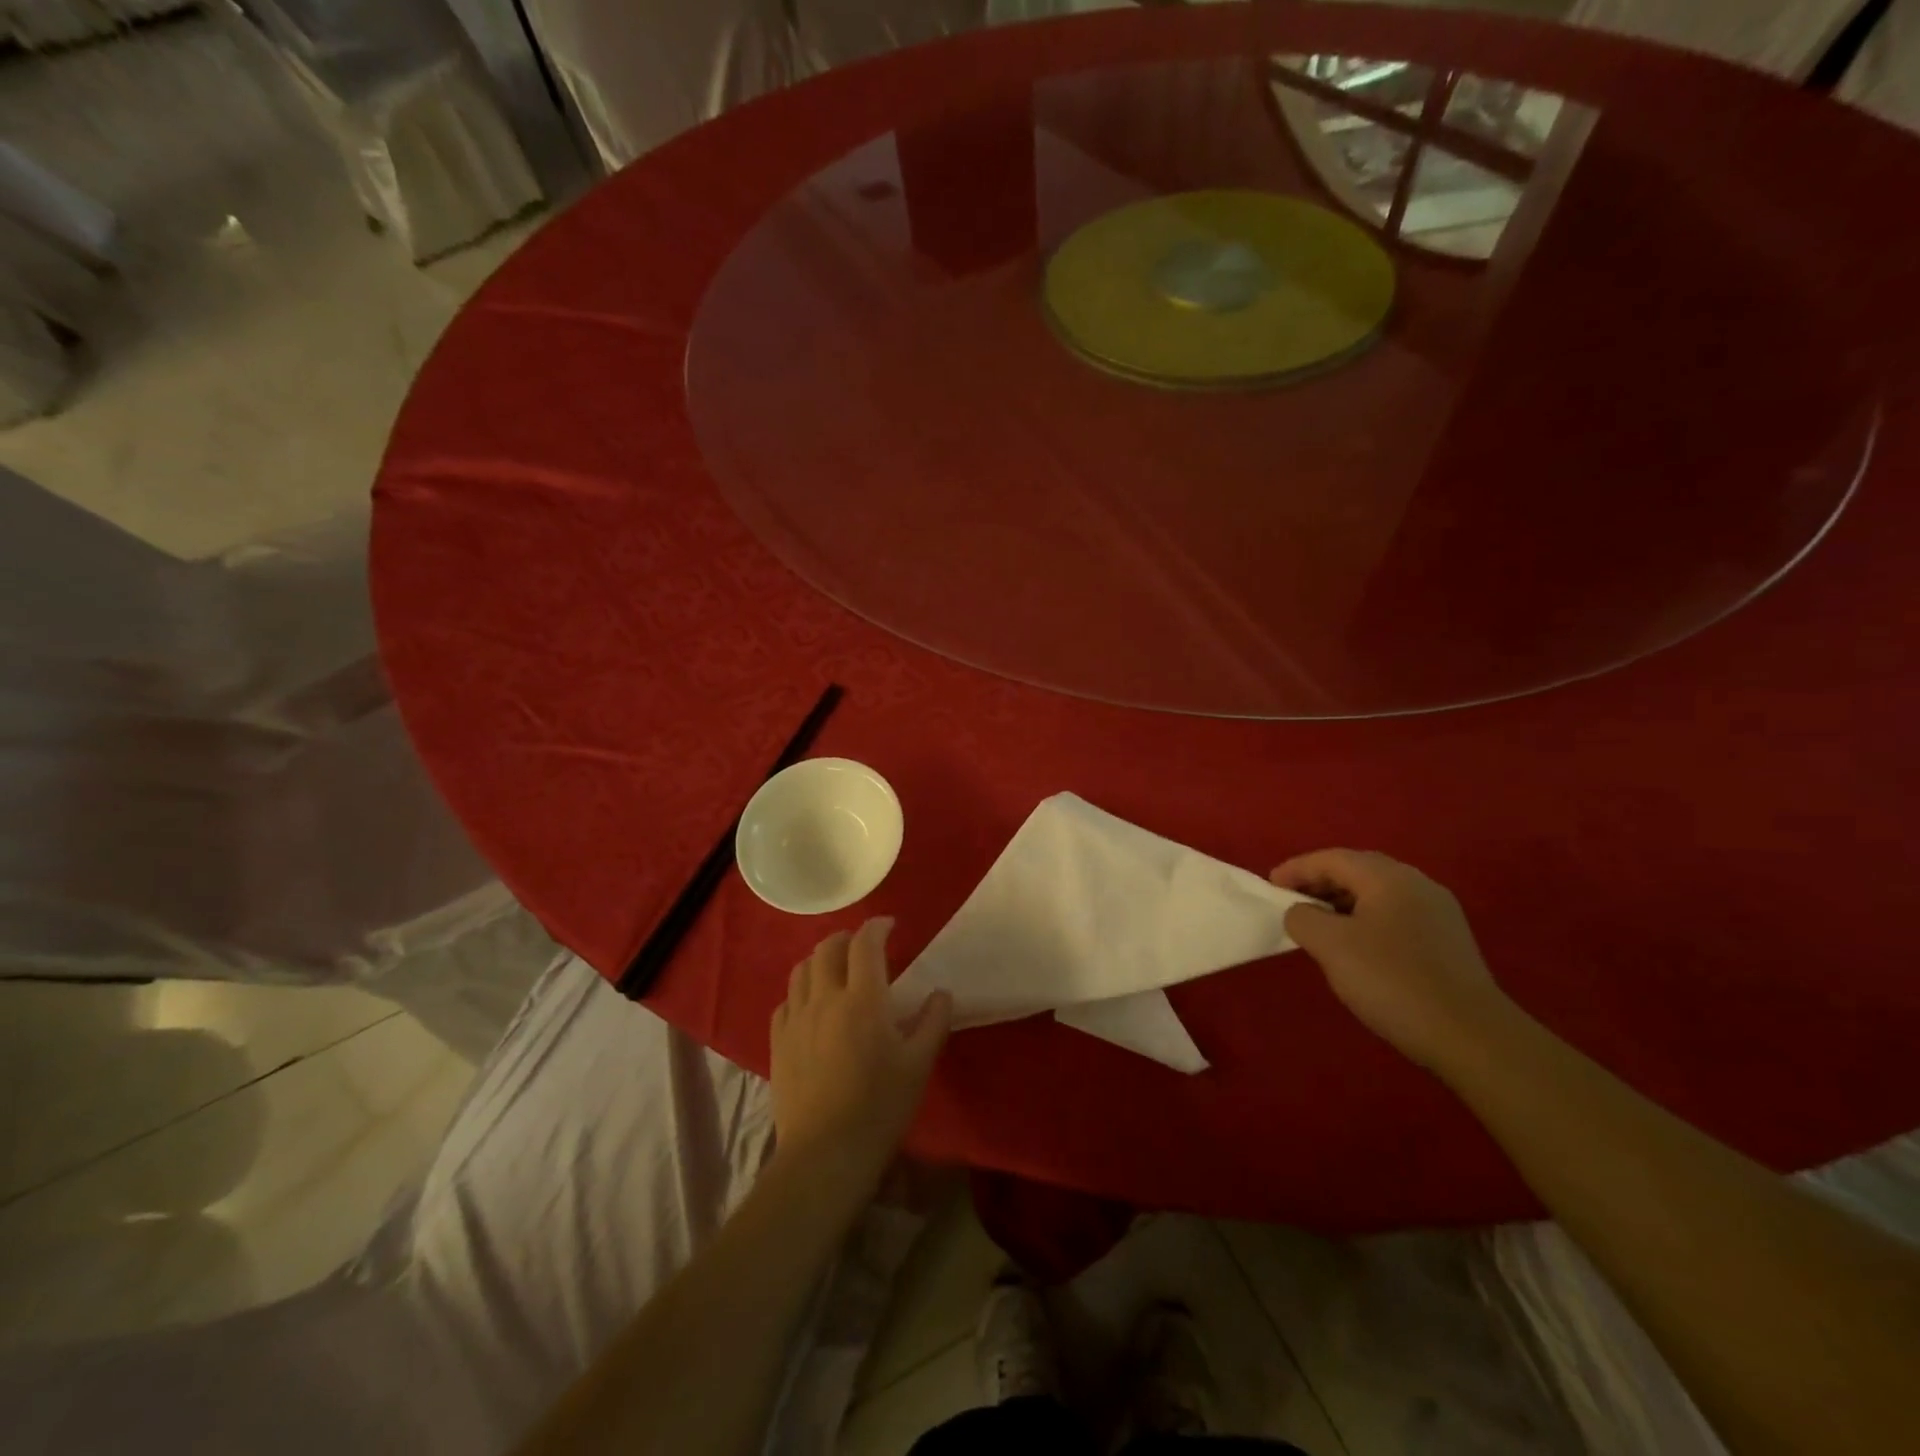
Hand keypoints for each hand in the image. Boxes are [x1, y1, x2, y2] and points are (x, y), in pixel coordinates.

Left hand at [770, 918, 952, 1188]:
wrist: (824, 1153)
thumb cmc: (879, 1107)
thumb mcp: (918, 1065)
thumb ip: (933, 1022)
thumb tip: (941, 993)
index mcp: (862, 999)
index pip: (865, 944)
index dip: (877, 927)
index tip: (889, 925)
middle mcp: (825, 998)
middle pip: (828, 948)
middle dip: (846, 938)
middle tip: (864, 946)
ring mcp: (796, 1019)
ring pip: (802, 970)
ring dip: (821, 959)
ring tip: (836, 968)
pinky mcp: (778, 1042)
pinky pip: (786, 1001)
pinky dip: (801, 991)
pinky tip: (811, 1005)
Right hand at [1271, 849, 1514, 1073]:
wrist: (1472, 1036)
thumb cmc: (1392, 981)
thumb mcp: (1331, 946)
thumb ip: (1303, 918)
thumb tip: (1300, 912)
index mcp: (1388, 877)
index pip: (1332, 859)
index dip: (1296, 869)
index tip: (1269, 886)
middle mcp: (1417, 884)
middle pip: (1357, 871)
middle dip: (1319, 882)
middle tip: (1290, 901)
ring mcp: (1438, 912)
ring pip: (1377, 894)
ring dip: (1341, 902)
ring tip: (1317, 924)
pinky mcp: (1447, 941)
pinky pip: (1394, 915)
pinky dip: (1364, 919)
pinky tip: (1355, 946)